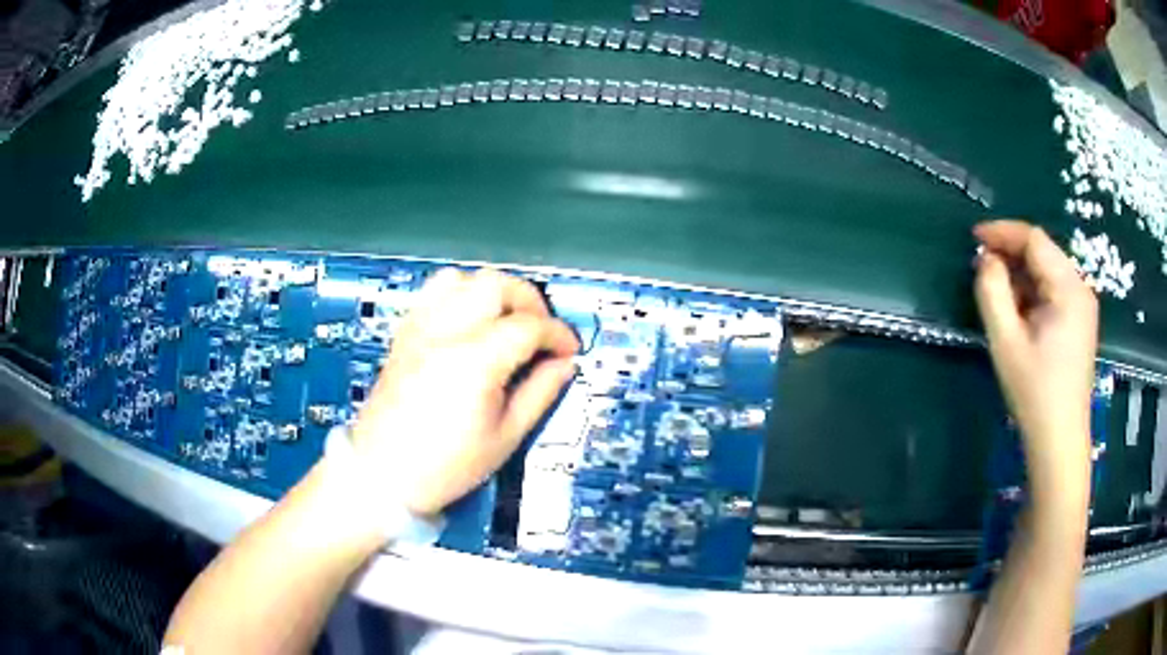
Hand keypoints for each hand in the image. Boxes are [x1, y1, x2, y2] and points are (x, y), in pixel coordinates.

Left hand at [349, 269, 578, 516]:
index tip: (568, 349)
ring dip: (494, 292)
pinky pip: (433, 292)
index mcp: (474, 362)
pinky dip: (460, 294)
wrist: (384, 474)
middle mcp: (444, 334)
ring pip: (464, 278)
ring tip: (507, 320)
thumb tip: (563, 366)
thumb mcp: (506, 437)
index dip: (559, 334)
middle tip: (542, 330)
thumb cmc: (442, 467)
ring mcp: (419, 330)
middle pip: (497, 285)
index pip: (529, 325)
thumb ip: (540, 393)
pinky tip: (471, 321)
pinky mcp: (405, 334)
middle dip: (531, 301)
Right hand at [973, 220, 1097, 485]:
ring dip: (1021, 272)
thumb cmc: (1034, 393)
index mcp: (1068, 288)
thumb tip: (986, 259)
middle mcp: (1080, 288)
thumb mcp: (1006, 341)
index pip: (1034, 240)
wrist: (1059, 440)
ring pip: (1048, 270)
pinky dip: (1033, 290)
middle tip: (981, 265)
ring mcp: (1083, 306)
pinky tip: (1018, 308)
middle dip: (1011, 252)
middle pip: (1043, 252)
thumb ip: (992, 292)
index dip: (1003, 232)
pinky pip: (1054, 290)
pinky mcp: (1080, 321)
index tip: (974, 238)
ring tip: (996, 288)